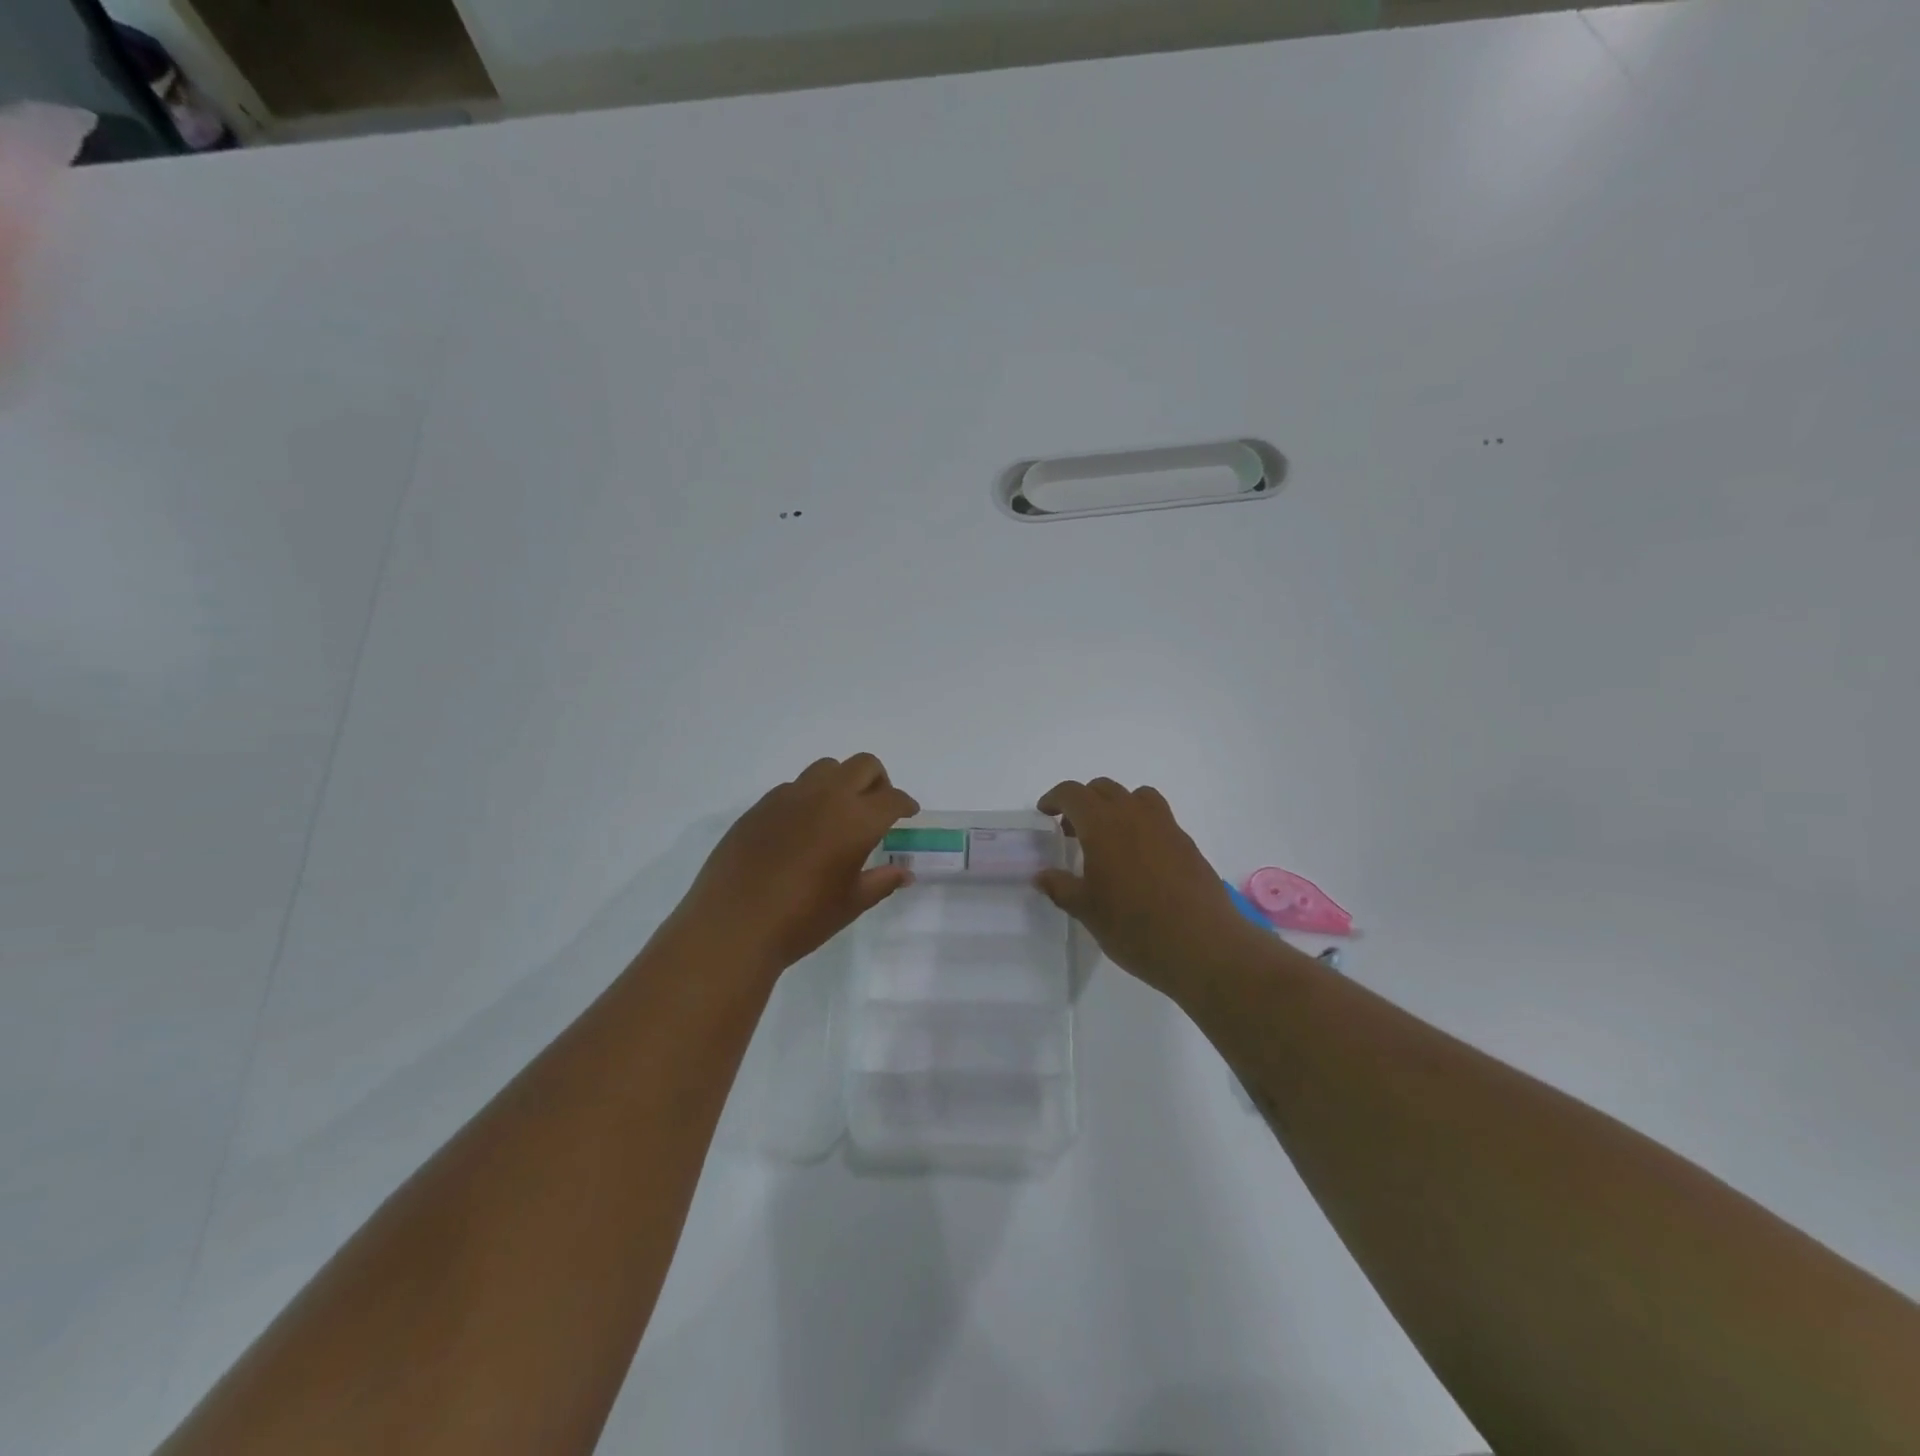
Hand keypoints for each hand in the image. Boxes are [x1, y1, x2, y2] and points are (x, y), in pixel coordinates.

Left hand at [673, 754, 919, 976]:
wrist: (733, 926)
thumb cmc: (802, 919)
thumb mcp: (851, 903)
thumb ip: (882, 882)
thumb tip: (905, 873)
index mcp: (856, 820)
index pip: (892, 798)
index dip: (905, 803)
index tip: (907, 814)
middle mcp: (826, 797)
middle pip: (863, 766)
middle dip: (878, 781)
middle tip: (877, 808)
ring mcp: (789, 797)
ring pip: (826, 768)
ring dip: (842, 782)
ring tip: (838, 813)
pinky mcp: (760, 806)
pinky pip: (794, 787)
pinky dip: (809, 797)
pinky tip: (802, 828)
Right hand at [1035, 778, 1265, 997]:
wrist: (1203, 945)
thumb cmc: (1134, 927)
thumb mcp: (1087, 911)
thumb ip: (1060, 887)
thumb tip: (1041, 875)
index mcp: (1103, 825)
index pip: (1073, 793)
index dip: (1055, 798)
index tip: (1045, 813)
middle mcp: (1134, 815)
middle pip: (1103, 788)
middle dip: (1083, 801)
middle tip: (1072, 831)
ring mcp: (1166, 826)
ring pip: (1136, 796)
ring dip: (1116, 806)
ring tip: (1109, 838)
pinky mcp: (1187, 844)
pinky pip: (1158, 818)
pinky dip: (1141, 825)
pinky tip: (1138, 860)